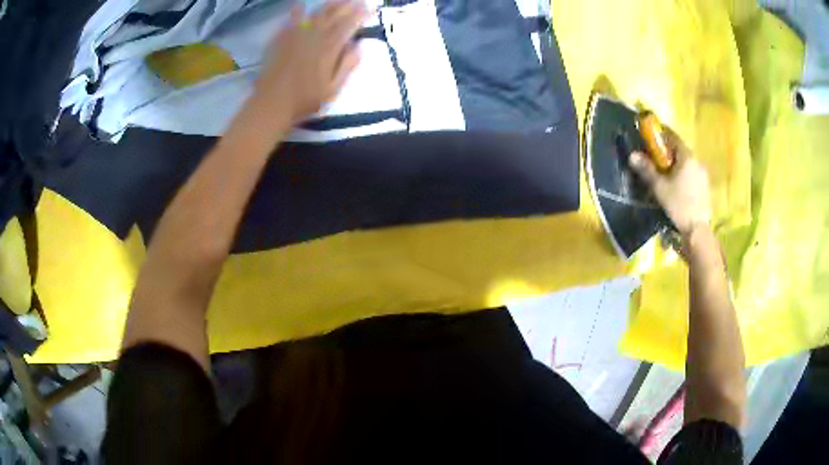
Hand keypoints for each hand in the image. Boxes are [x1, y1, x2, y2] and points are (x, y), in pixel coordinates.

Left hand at [253, 0, 367, 123]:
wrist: (271, 104)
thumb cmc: (304, 100)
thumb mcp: (333, 89)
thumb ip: (347, 66)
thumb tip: (359, 46)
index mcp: (329, 49)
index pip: (348, 26)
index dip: (360, 15)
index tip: (370, 7)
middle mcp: (314, 37)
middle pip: (333, 16)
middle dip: (347, 6)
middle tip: (357, 0)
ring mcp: (295, 37)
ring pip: (314, 15)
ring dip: (328, 5)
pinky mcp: (280, 40)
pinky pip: (291, 21)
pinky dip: (297, 12)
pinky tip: (300, 5)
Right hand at [629, 128, 712, 236]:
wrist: (697, 230)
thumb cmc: (678, 205)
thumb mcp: (660, 188)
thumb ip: (647, 170)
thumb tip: (632, 155)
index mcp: (687, 157)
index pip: (673, 137)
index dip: (662, 134)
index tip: (652, 135)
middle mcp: (697, 162)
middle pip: (681, 150)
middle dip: (668, 151)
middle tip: (657, 157)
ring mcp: (703, 175)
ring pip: (687, 163)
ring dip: (677, 164)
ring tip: (667, 173)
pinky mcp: (705, 188)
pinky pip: (692, 174)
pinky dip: (684, 175)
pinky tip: (678, 186)